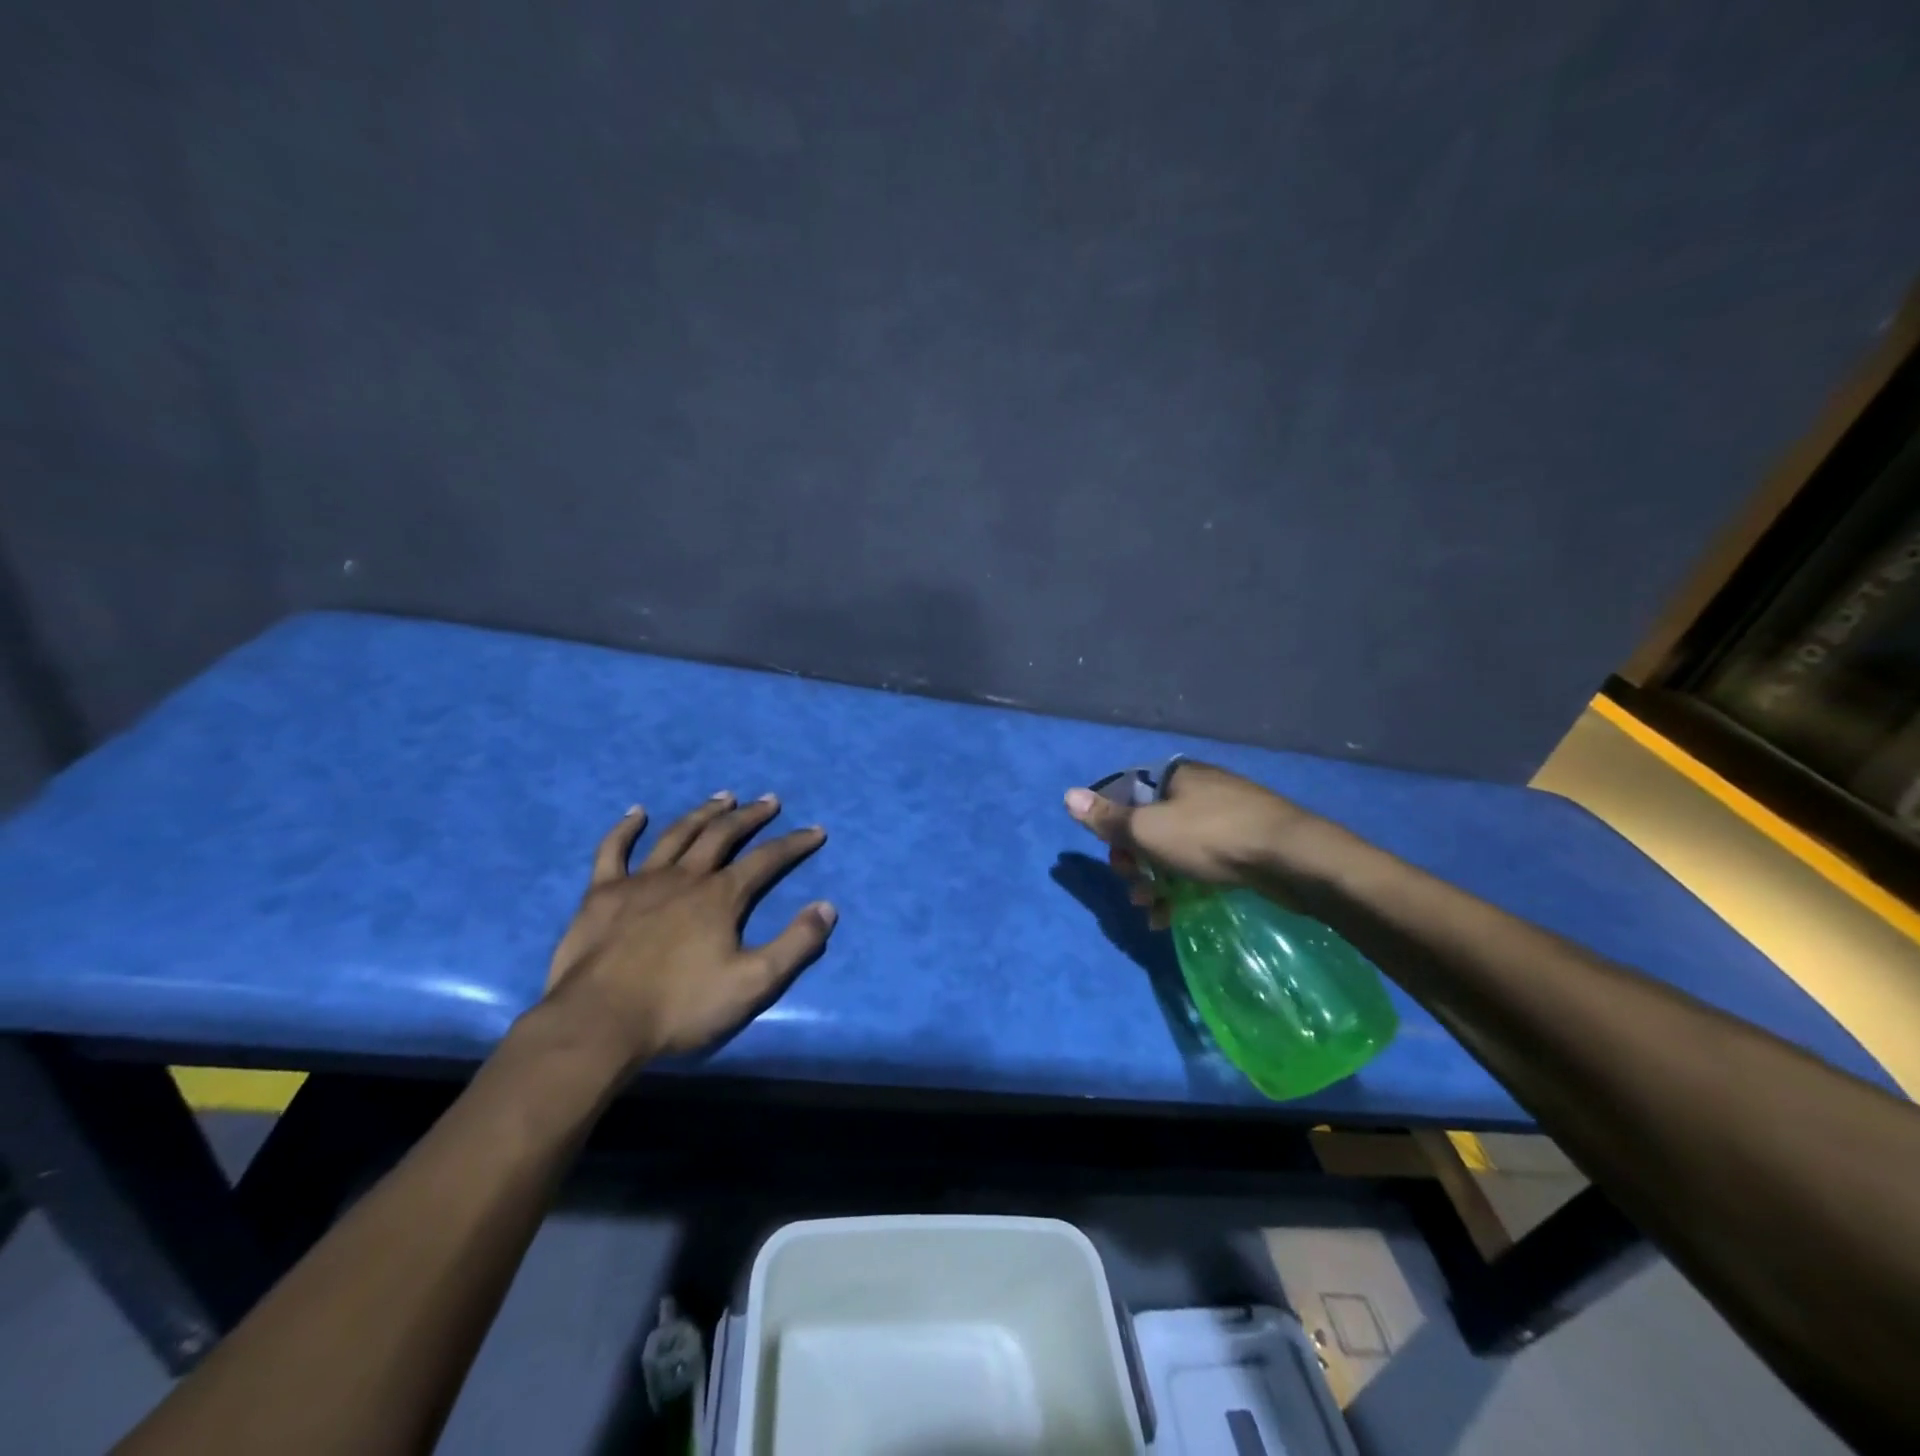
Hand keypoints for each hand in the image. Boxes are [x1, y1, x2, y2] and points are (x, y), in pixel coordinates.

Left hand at [542, 792, 835, 1068]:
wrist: (599, 1023)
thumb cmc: (680, 1007)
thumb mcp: (753, 983)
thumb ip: (795, 944)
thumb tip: (827, 907)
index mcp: (721, 896)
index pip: (767, 859)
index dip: (794, 843)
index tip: (816, 830)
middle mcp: (685, 877)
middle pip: (722, 835)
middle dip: (750, 816)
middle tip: (769, 800)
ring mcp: (640, 881)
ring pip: (678, 834)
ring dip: (703, 813)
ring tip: (723, 797)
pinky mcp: (602, 894)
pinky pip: (613, 850)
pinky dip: (625, 828)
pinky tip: (637, 812)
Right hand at [1063, 761, 1321, 927]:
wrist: (1293, 859)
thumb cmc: (1211, 837)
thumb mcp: (1148, 829)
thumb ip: (1107, 818)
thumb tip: (1067, 795)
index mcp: (1174, 777)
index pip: (1127, 795)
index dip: (1113, 829)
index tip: (1115, 859)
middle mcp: (1198, 789)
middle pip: (1149, 824)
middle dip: (1135, 862)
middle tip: (1136, 890)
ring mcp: (1225, 815)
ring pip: (1174, 848)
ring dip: (1156, 881)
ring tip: (1153, 911)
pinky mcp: (1245, 843)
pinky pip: (1201, 862)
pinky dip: (1184, 886)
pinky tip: (1176, 914)